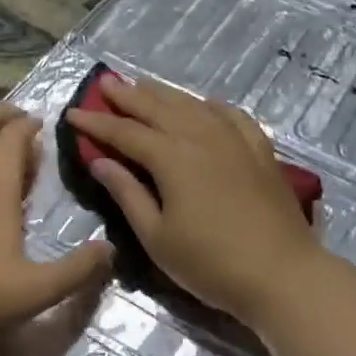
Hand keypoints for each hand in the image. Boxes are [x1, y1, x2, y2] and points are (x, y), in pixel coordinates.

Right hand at [64, 76, 322, 325]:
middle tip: (104, 81)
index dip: (96, 123)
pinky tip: (204, 104)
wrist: (282, 274)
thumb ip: (127, 194)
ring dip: (163, 93)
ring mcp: (234, 139)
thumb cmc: (210, 263)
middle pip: (157, 108)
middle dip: (127, 95)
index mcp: (171, 157)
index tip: (73, 113)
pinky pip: (231, 115)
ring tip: (143, 84)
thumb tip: (101, 162)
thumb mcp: (157, 237)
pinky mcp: (259, 150)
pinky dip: (211, 105)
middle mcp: (200, 137)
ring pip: (192, 105)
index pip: (124, 133)